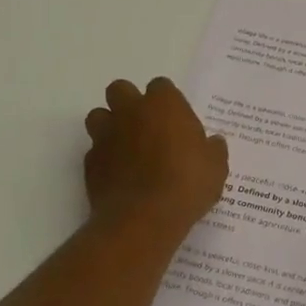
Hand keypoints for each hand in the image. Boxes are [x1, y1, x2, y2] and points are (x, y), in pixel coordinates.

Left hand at [84, 78, 227, 231]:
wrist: (144, 218)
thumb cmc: (186, 184)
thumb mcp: (215, 167)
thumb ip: (212, 149)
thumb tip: (212, 143)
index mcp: (163, 104)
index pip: (161, 86)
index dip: (167, 101)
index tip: (176, 120)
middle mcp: (130, 112)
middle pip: (120, 89)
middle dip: (129, 102)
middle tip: (146, 126)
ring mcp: (106, 135)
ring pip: (98, 116)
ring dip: (110, 126)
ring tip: (127, 147)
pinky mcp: (90, 162)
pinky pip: (94, 150)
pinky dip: (104, 158)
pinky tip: (119, 175)